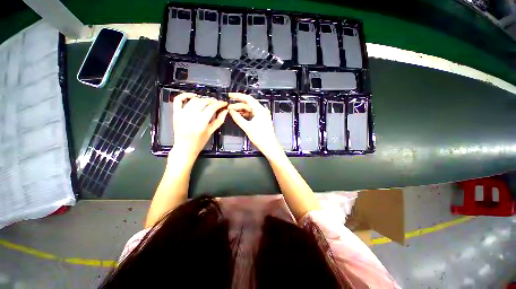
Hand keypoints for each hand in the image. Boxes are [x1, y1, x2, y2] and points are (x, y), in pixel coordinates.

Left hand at [171, 93, 227, 158]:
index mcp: (200, 123)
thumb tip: (225, 111)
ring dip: (202, 99)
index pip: (211, 108)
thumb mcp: (211, 132)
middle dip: (212, 101)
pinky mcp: (175, 114)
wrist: (184, 148)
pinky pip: (178, 100)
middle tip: (217, 103)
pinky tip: (193, 96)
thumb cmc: (199, 143)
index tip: (223, 103)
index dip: (219, 104)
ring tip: (208, 101)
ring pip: (193, 100)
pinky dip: (185, 95)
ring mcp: (181, 114)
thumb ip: (219, 120)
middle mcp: (190, 117)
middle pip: (203, 102)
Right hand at [227, 93, 282, 157]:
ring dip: (241, 110)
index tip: (230, 95)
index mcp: (260, 110)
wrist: (269, 146)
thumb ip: (238, 118)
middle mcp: (262, 111)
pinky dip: (245, 114)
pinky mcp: (261, 119)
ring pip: (250, 109)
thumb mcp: (247, 127)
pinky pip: (252, 114)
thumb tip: (231, 111)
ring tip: (232, 111)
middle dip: (238, 104)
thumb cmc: (260, 137)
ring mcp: (262, 115)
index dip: (238, 96)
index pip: (248, 99)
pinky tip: (239, 115)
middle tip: (228, 106)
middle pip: (248, 104)